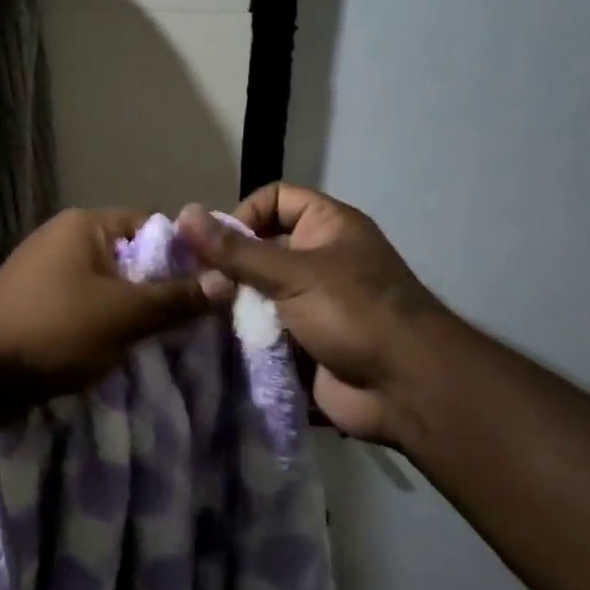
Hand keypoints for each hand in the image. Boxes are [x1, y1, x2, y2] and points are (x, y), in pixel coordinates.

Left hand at [0, 208, 210, 403]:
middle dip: (161, 288)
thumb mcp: (124, 315)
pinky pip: (86, 308)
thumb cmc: (54, 330)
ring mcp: (47, 273)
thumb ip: (176, 298)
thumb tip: (227, 282)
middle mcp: (65, 240)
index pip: (151, 225)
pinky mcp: (38, 305)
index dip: (184, 252)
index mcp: (85, 226)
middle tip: (195, 319)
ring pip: (109, 287)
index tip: (211, 285)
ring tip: (167, 340)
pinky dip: (107, 326)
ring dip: (134, 312)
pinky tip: (127, 350)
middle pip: (131, 257)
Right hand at [177, 184, 443, 445]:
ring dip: (231, 305)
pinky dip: (241, 336)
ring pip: (256, 293)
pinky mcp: (303, 342)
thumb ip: (235, 250)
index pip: (274, 200)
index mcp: (327, 227)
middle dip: (228, 267)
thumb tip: (183, 215)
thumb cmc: (355, 313)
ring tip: (201, 316)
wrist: (407, 389)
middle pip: (259, 249)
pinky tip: (214, 342)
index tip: (218, 245)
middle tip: (201, 288)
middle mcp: (318, 259)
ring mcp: (311, 303)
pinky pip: (262, 330)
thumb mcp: (293, 274)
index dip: (244, 214)